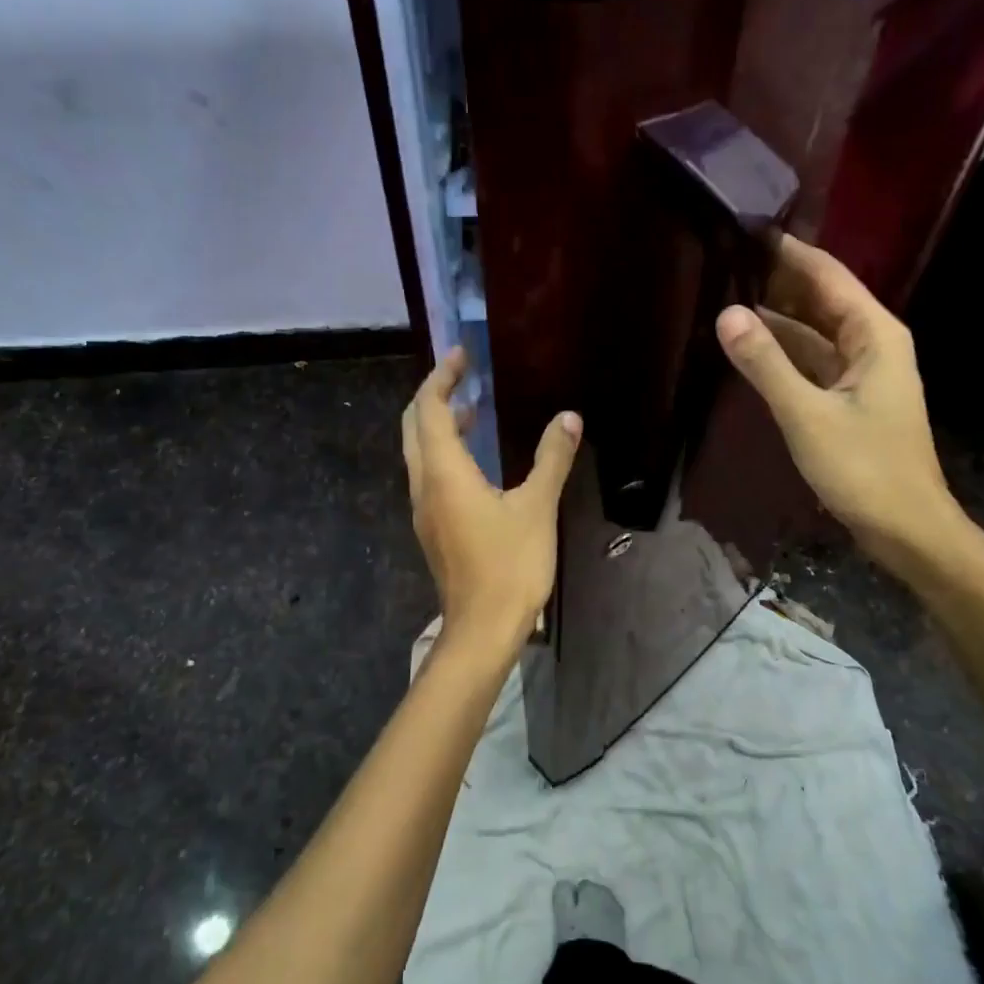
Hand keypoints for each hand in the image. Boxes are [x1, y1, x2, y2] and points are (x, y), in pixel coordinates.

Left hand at [402, 347, 581, 662]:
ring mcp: (425, 509)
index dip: (442, 377)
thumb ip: (551, 459)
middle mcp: (425, 485)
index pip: (429, 409)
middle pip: (414, 426)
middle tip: (464, 375)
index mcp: (444, 473)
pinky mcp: (434, 528)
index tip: (462, 355)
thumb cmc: (509, 565)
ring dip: (441, 424)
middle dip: (435, 395)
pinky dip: (447, 451)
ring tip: (475, 408)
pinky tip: (478, 459)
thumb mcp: (537, 507)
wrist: (482, 629)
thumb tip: (568, 418)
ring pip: (420, 452)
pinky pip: (431, 474)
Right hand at [715, 235, 974, 575]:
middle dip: (777, 281)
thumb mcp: (807, 415)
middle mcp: (873, 343)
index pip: (827, 275)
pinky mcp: (850, 400)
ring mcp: (863, 373)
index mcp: (875, 334)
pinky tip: (750, 349)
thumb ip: (766, 364)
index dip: (787, 251)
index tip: (745, 229)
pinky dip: (784, 353)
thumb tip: (726, 313)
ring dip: (777, 319)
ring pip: (814, 333)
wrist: (907, 529)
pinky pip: (813, 362)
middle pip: (821, 299)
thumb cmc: (864, 468)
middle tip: (724, 261)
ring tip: (726, 297)